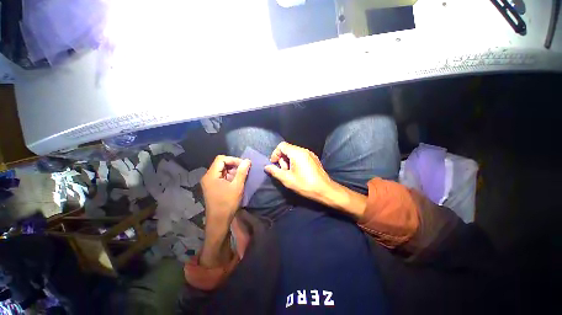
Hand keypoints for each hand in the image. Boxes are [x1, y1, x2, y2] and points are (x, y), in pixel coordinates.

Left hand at [201, 155, 250, 226]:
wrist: (219, 221)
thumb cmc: (227, 203)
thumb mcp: (237, 186)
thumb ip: (242, 172)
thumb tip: (247, 161)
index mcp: (211, 175)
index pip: (221, 159)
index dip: (233, 159)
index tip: (243, 165)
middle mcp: (208, 176)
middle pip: (221, 164)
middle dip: (234, 165)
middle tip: (244, 170)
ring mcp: (209, 182)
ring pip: (222, 170)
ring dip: (233, 171)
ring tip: (242, 176)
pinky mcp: (212, 187)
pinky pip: (221, 177)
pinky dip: (230, 176)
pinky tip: (237, 181)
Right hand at [264, 142, 366, 218]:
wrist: (324, 190)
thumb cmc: (305, 184)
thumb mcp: (287, 179)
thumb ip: (275, 171)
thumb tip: (266, 167)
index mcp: (297, 153)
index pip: (282, 145)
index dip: (275, 153)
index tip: (274, 164)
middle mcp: (304, 150)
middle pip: (288, 149)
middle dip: (282, 159)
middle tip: (284, 171)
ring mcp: (310, 154)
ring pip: (294, 152)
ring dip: (289, 161)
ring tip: (290, 173)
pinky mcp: (314, 158)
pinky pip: (301, 155)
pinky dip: (295, 161)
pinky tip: (298, 172)